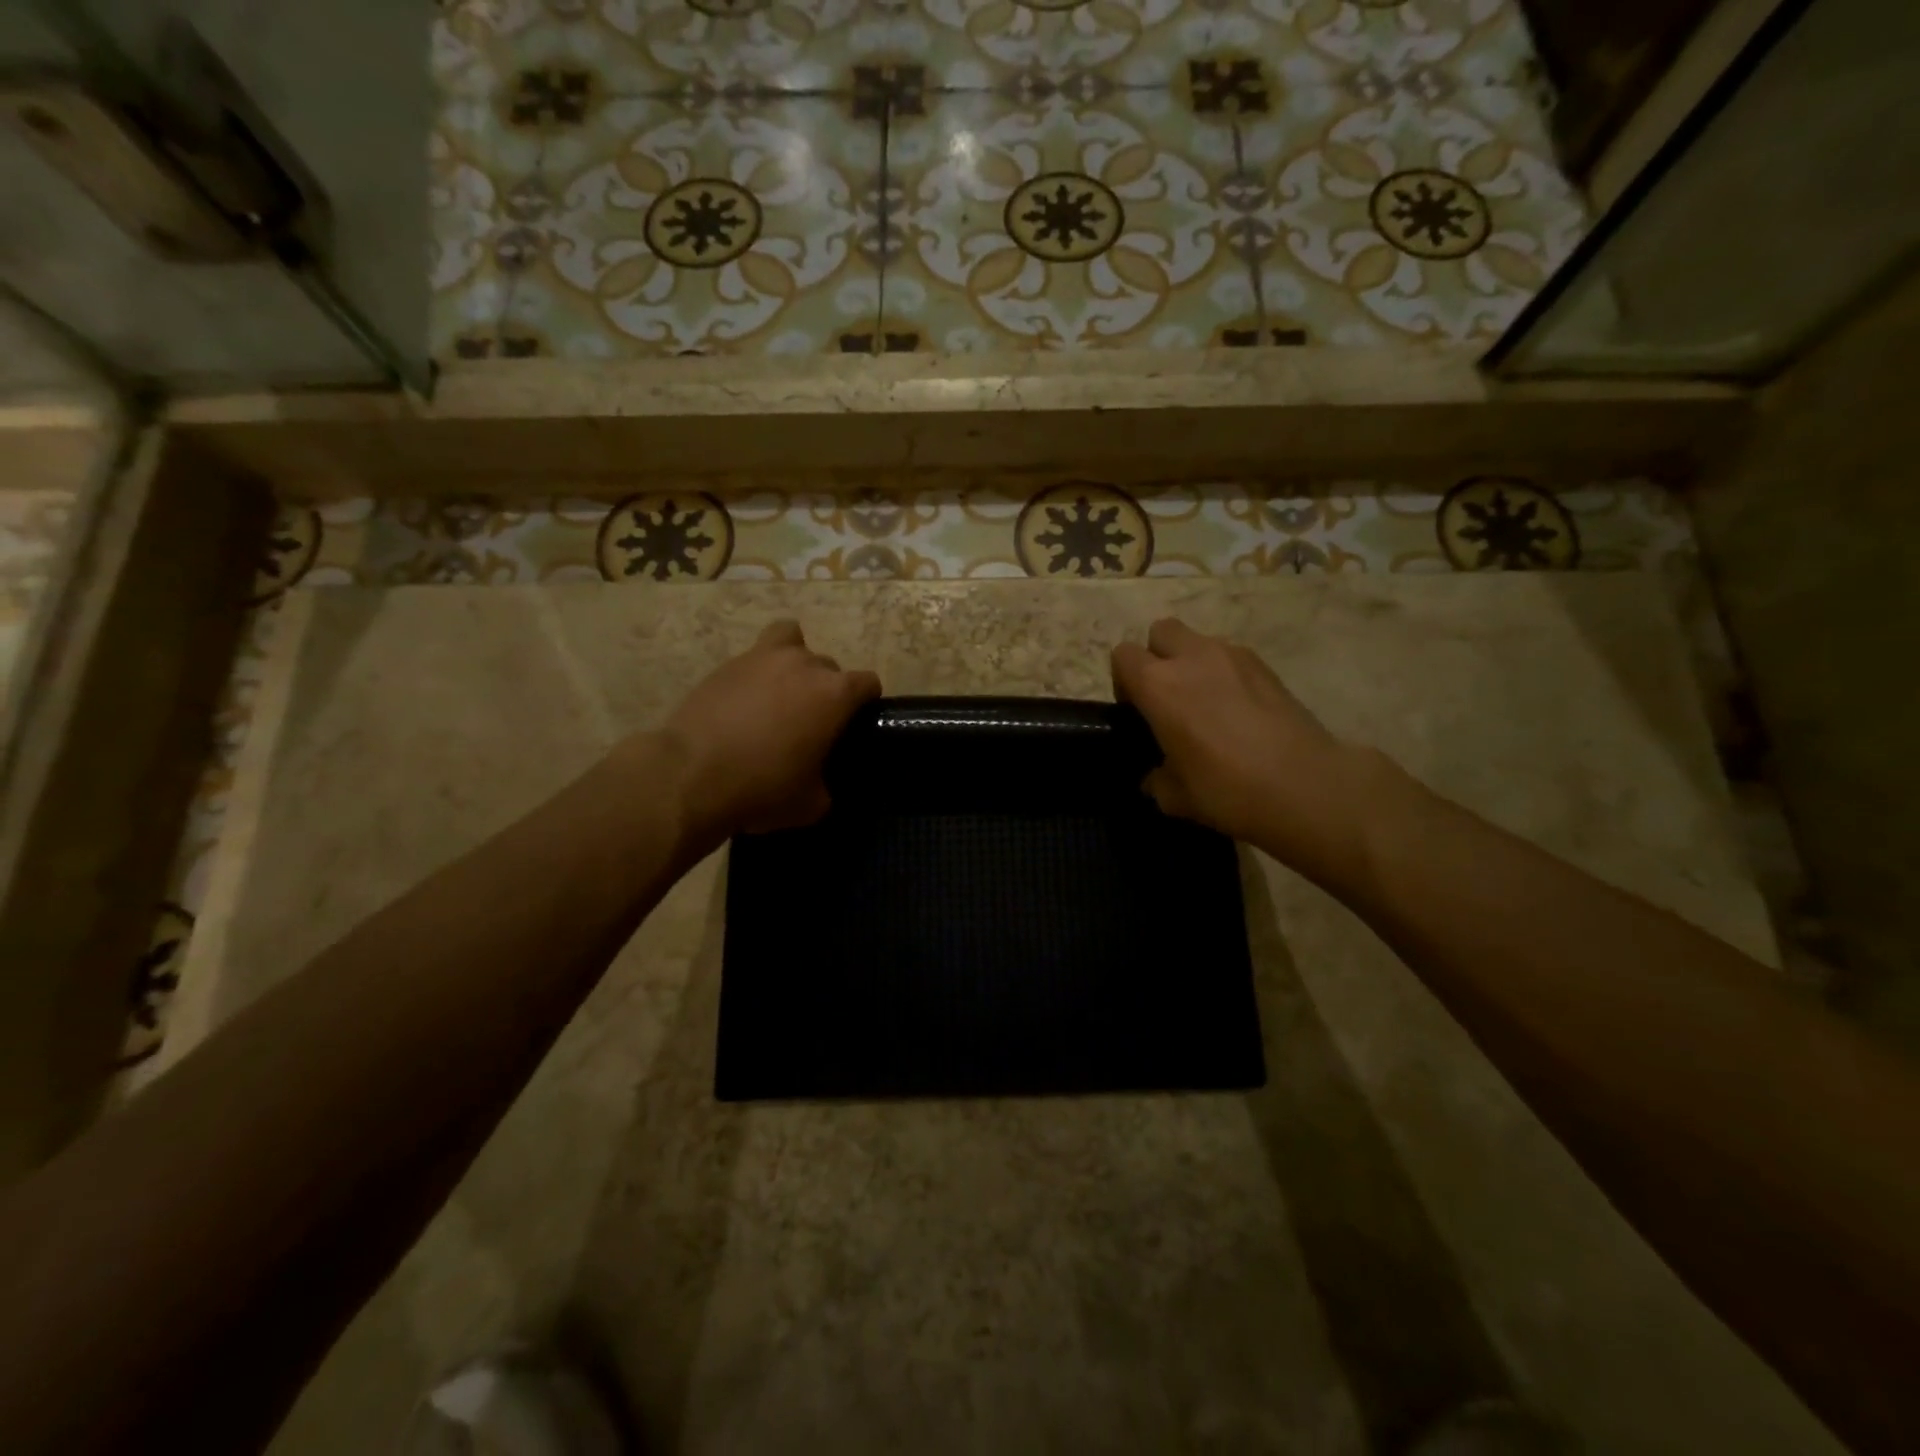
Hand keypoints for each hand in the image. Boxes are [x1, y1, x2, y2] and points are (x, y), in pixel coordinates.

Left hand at [661, 620, 880, 841]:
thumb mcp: (811, 804)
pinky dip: (756, 674)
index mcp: (835, 694)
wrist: (689, 775)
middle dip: (826, 689)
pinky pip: (753, 658)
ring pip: (790, 640)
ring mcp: (761, 658)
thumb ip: (826, 784)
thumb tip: (820, 781)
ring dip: (793, 662)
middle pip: (829, 666)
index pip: (868, 683)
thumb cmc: (762, 788)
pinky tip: (745, 703)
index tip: (853, 724)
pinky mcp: (725, 665)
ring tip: (780, 692)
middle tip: (810, 722)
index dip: (865, 703)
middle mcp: (804, 665)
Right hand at [1112, 618, 1378, 883]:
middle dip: (1158, 656)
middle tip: (1167, 696)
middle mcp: (1192, 658)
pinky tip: (1238, 710)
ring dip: (1193, 663)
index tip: (1136, 711)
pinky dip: (1226, 674)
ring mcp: (1233, 656)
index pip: (1123, 656)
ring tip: (1207, 703)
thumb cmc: (1226, 790)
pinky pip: (1232, 657)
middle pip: (1161, 631)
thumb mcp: (1174, 797)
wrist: (1304, 786)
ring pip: (1199, 641)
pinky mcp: (1266, 666)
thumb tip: (1155, 776)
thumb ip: (1155, 778)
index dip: (1123, 680)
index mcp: (1158, 685)